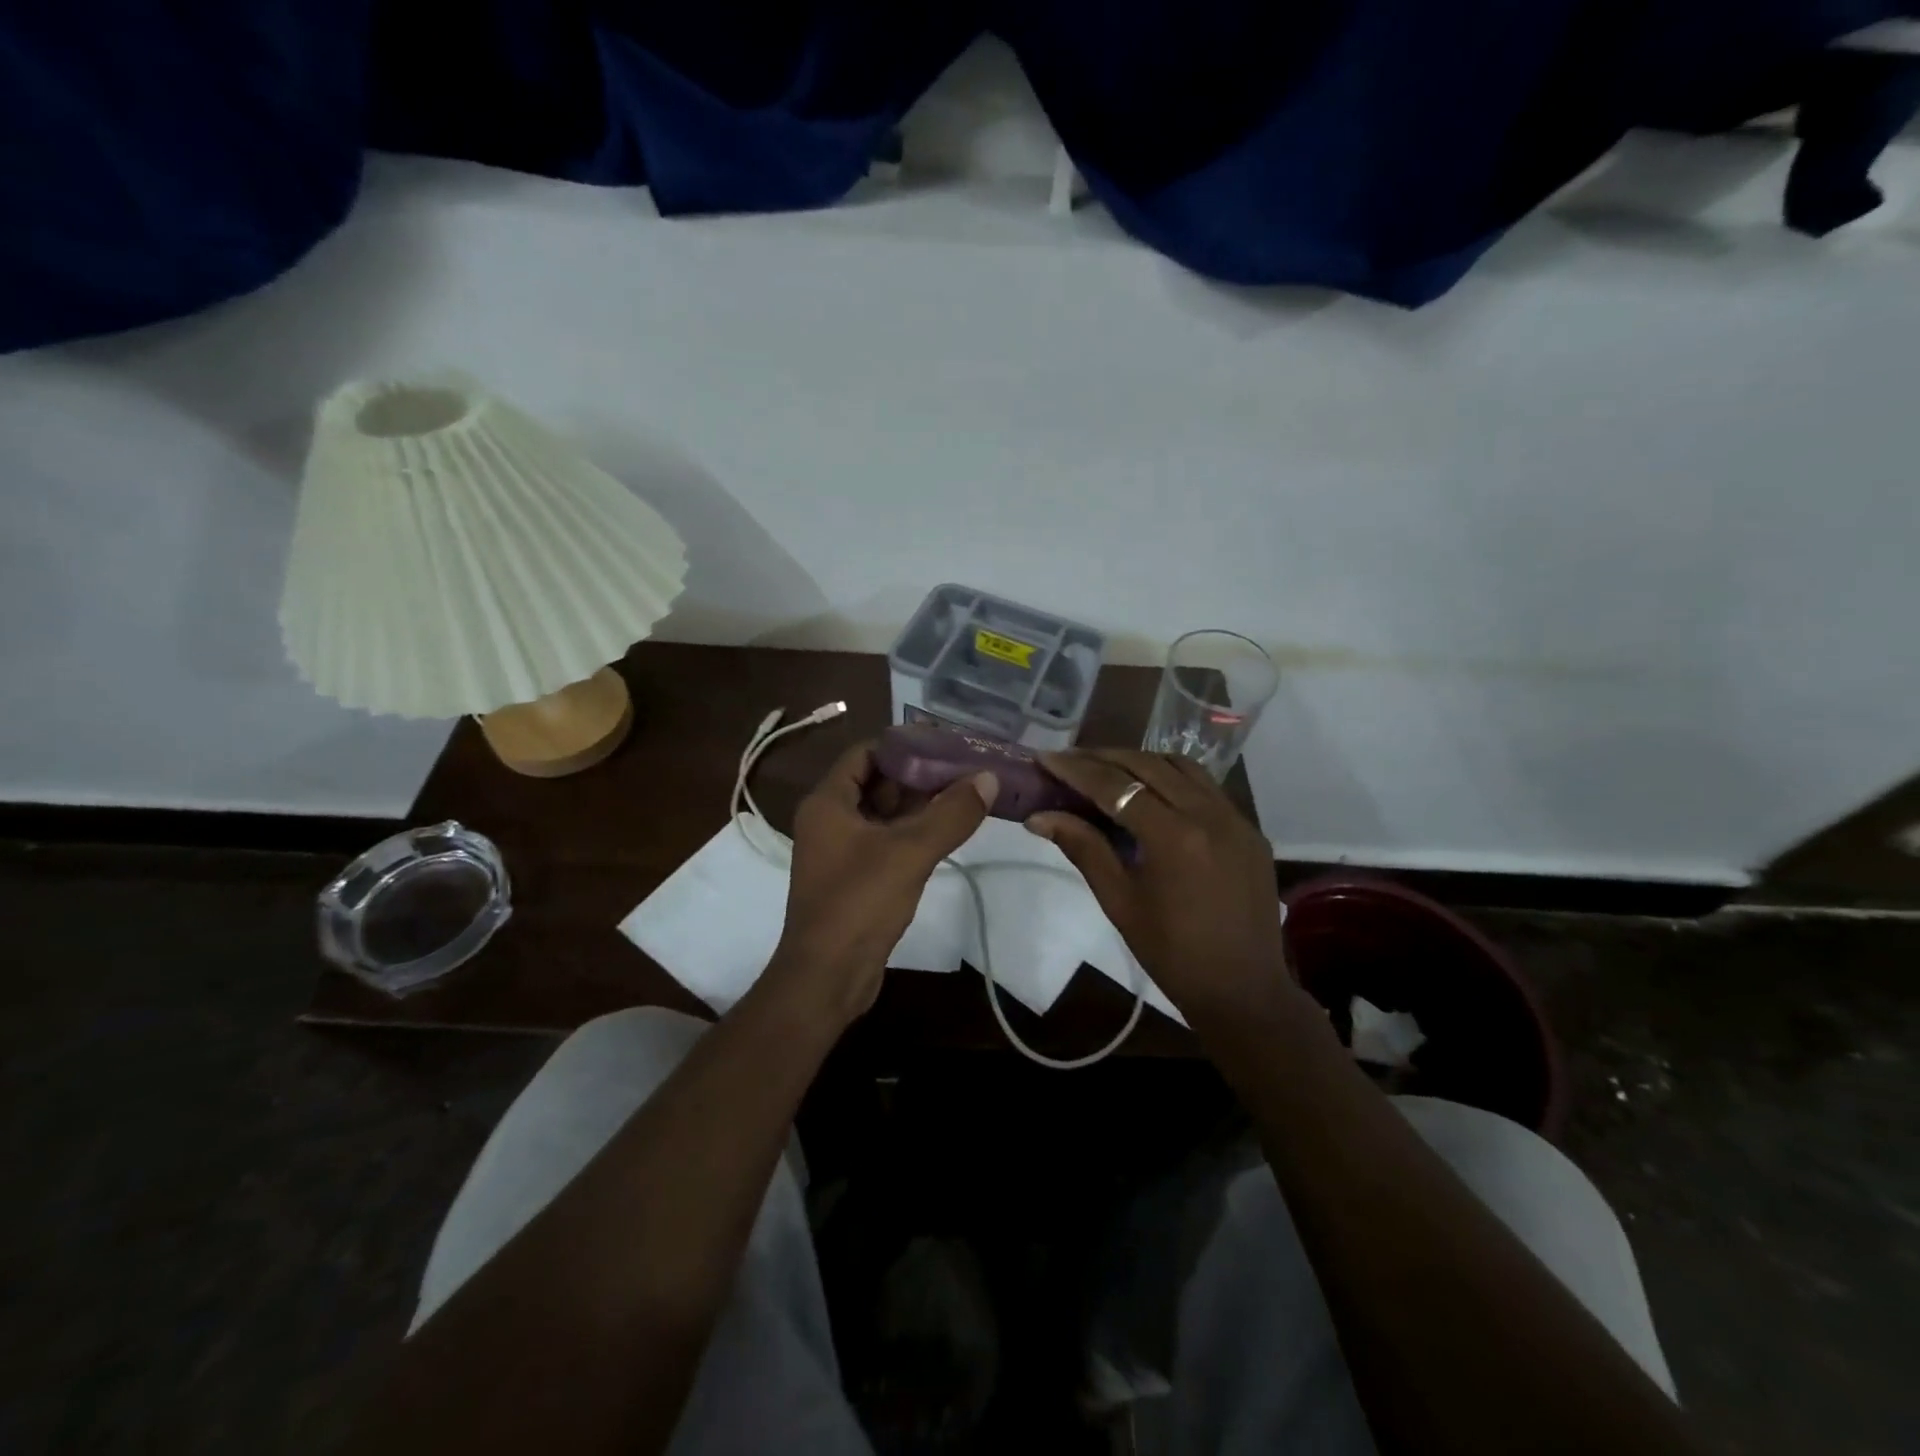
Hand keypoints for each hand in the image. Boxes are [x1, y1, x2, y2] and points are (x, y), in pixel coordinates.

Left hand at [769, 741, 995, 1024]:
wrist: (827, 977)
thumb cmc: (859, 903)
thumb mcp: (910, 852)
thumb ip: (951, 813)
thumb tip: (989, 777)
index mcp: (828, 802)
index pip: (865, 753)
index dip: (903, 744)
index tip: (944, 742)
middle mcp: (830, 820)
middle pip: (877, 782)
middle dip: (919, 773)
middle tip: (964, 767)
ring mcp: (841, 851)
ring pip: (884, 814)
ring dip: (920, 804)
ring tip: (966, 792)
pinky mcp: (855, 877)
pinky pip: (886, 841)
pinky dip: (914, 832)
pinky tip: (949, 830)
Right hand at [1030, 749, 1296, 1025]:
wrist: (1243, 990)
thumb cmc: (1172, 954)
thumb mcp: (1119, 901)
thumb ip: (1083, 848)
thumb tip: (1039, 817)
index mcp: (1173, 836)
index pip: (1115, 785)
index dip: (1075, 769)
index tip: (1045, 758)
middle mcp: (1208, 814)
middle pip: (1147, 764)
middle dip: (1103, 757)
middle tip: (1069, 761)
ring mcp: (1235, 818)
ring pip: (1181, 766)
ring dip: (1140, 761)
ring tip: (1106, 770)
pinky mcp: (1250, 829)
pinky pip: (1206, 786)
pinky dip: (1173, 778)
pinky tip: (1152, 792)